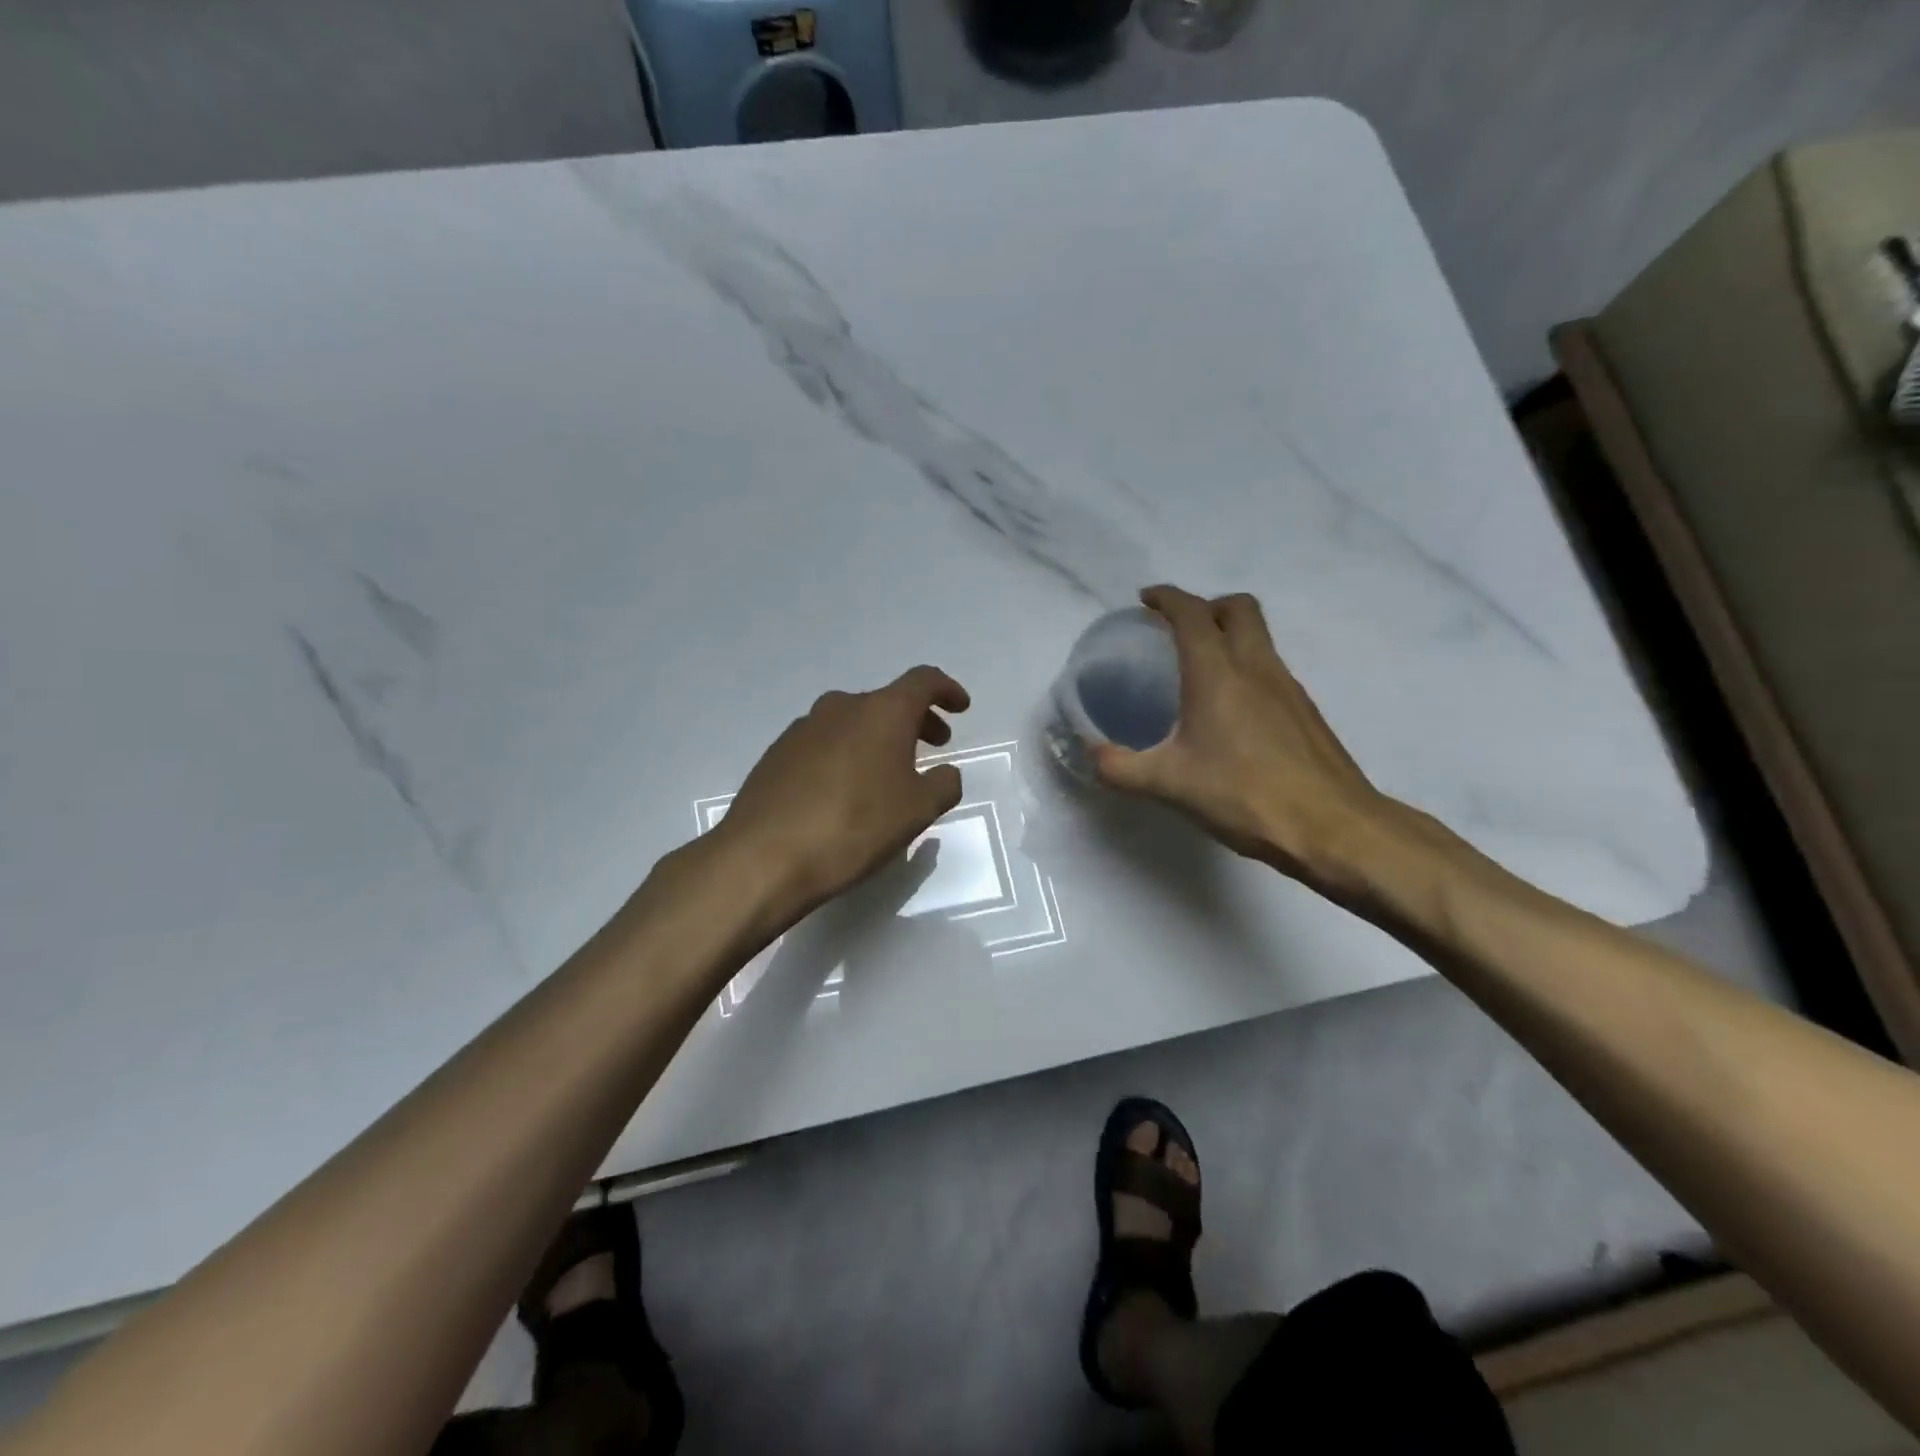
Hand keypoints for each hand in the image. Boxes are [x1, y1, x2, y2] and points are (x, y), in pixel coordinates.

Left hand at [716, 665, 970, 922]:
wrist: (764, 856)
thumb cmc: (854, 827)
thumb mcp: (917, 811)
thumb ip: (944, 784)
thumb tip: (946, 773)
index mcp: (881, 712)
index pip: (923, 681)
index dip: (947, 690)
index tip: (961, 708)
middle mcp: (841, 707)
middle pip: (887, 701)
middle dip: (916, 719)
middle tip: (934, 745)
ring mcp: (803, 728)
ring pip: (853, 721)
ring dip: (879, 737)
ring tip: (890, 772)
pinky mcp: (777, 753)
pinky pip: (825, 742)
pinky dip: (847, 753)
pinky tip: (846, 790)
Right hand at [1093, 586, 1403, 894]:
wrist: (1332, 827)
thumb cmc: (1245, 795)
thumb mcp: (1168, 785)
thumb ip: (1120, 768)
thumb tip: (1091, 755)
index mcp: (1217, 673)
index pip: (1192, 613)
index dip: (1167, 598)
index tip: (1146, 600)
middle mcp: (1256, 667)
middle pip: (1237, 607)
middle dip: (1206, 606)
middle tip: (1178, 630)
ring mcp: (1288, 687)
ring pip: (1259, 637)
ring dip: (1229, 636)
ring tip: (1200, 671)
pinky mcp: (1306, 711)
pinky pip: (1271, 668)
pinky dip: (1247, 668)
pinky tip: (1231, 712)